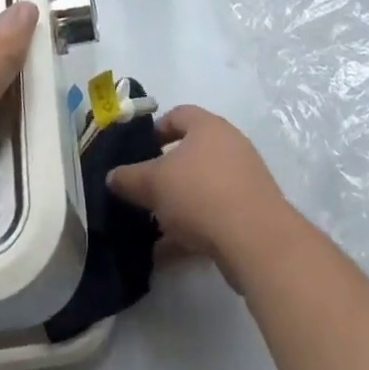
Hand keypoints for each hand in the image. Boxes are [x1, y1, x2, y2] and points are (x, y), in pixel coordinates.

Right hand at [106, 105, 296, 290]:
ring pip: (202, 188)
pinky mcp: (252, 214)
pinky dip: (192, 231)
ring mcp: (244, 180)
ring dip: (177, 207)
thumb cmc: (201, 194)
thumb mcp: (154, 184)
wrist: (257, 240)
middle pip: (191, 154)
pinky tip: (167, 254)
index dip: (156, 130)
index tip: (139, 151)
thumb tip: (112, 177)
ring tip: (152, 228)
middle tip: (144, 192)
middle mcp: (229, 146)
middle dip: (165, 175)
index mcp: (208, 126)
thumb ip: (129, 178)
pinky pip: (214, 216)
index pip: (179, 115)